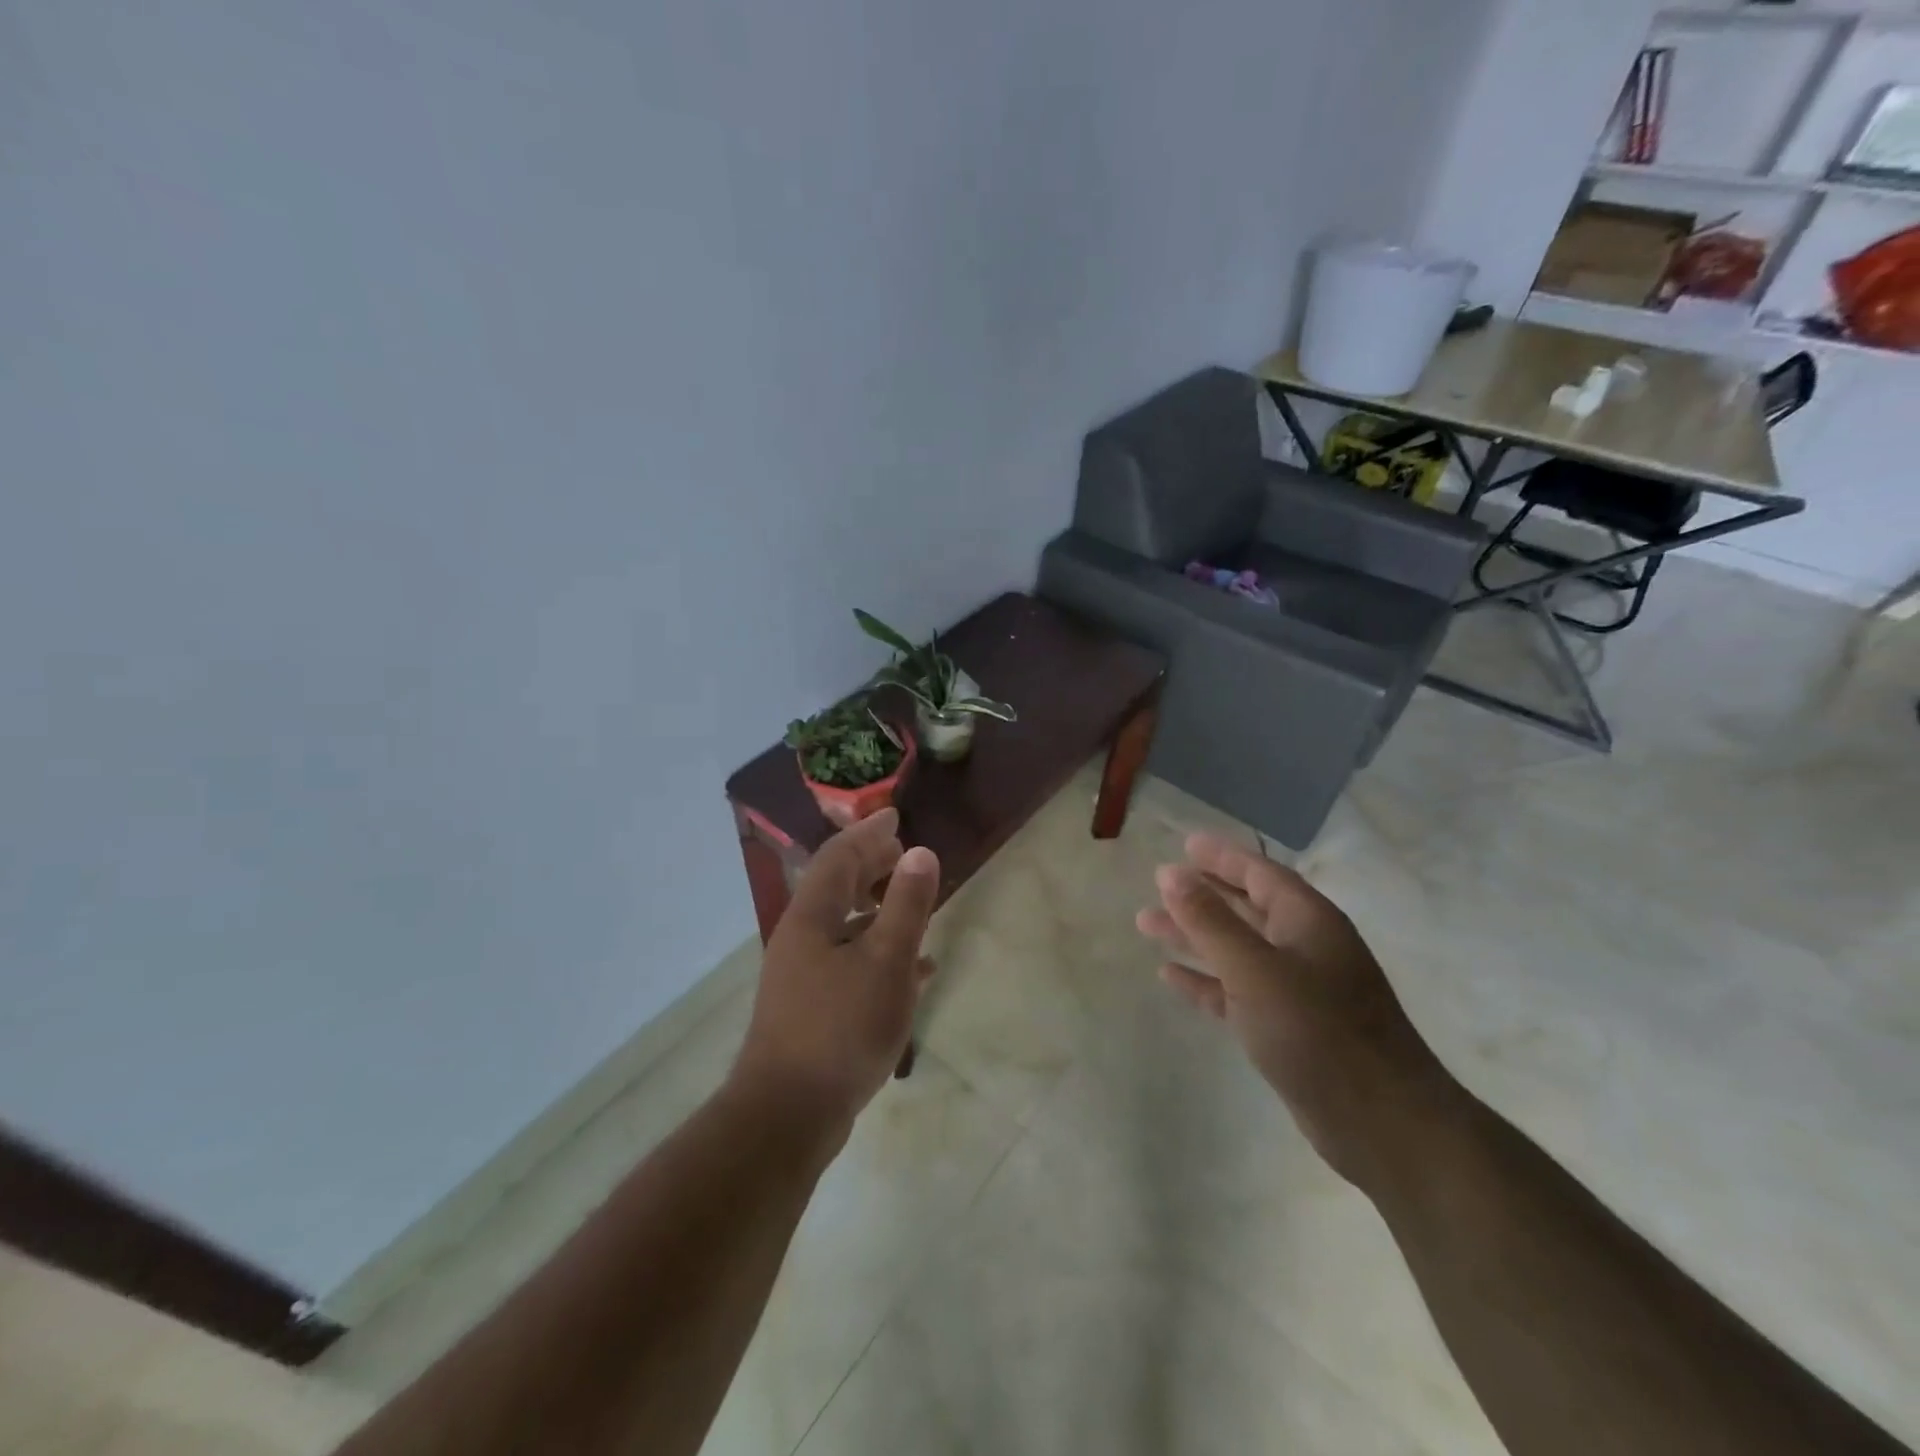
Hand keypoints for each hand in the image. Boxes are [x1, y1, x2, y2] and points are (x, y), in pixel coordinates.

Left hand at [730, 809, 939, 1136]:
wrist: (787, 1114)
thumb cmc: (841, 1028)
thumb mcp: (886, 961)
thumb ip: (906, 905)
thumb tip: (920, 852)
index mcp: (812, 916)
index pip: (839, 857)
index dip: (868, 833)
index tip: (895, 817)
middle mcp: (801, 937)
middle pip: (837, 887)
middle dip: (871, 866)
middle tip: (903, 854)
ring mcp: (803, 975)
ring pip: (844, 925)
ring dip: (877, 908)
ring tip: (912, 903)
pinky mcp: (811, 1008)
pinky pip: (850, 962)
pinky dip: (879, 952)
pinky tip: (913, 971)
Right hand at [1137, 832, 1460, 1193]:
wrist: (1381, 1123)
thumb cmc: (1317, 1031)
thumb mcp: (1255, 969)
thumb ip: (1209, 921)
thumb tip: (1170, 873)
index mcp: (1307, 920)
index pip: (1259, 872)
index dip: (1221, 856)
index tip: (1184, 844)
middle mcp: (1304, 947)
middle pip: (1244, 908)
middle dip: (1201, 895)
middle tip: (1158, 883)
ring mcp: (1297, 989)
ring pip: (1235, 949)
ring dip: (1193, 935)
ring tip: (1146, 924)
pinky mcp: (1286, 1027)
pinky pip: (1235, 990)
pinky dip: (1205, 980)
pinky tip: (1170, 975)